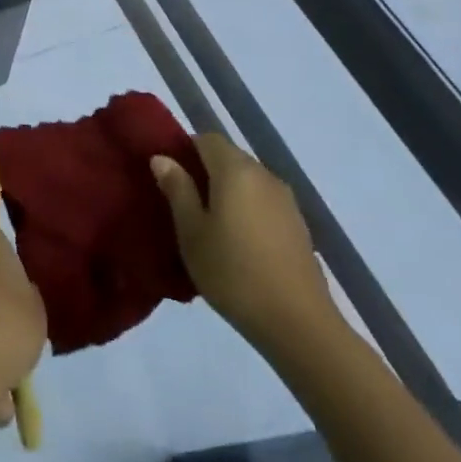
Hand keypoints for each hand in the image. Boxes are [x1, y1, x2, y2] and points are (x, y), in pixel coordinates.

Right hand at [152, 134, 338, 354]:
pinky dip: (247, 208)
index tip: (169, 174)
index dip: (185, 149)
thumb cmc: (233, 272)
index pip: (206, 139)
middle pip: (229, 157)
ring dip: (227, 191)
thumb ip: (177, 189)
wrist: (297, 323)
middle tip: (183, 201)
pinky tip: (238, 241)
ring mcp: (286, 200)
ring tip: (209, 224)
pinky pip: (263, 201)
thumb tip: (162, 157)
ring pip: (248, 180)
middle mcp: (264, 175)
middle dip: (205, 170)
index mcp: (235, 170)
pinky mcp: (298, 225)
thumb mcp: (191, 232)